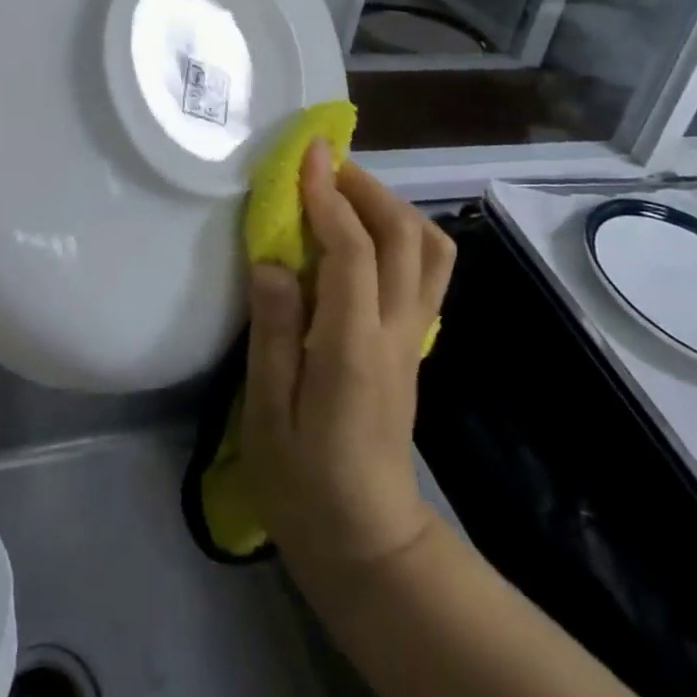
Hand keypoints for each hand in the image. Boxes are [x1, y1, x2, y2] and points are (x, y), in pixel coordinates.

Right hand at [241, 140, 455, 573]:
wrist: (367, 541)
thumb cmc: (303, 483)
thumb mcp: (266, 415)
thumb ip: (272, 332)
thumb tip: (272, 261)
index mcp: (353, 348)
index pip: (353, 251)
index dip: (330, 196)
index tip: (307, 155)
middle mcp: (396, 332)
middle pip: (405, 237)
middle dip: (368, 187)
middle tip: (325, 165)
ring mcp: (413, 338)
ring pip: (430, 250)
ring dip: (393, 206)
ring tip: (347, 191)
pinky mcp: (415, 344)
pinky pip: (427, 271)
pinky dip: (404, 233)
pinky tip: (366, 234)